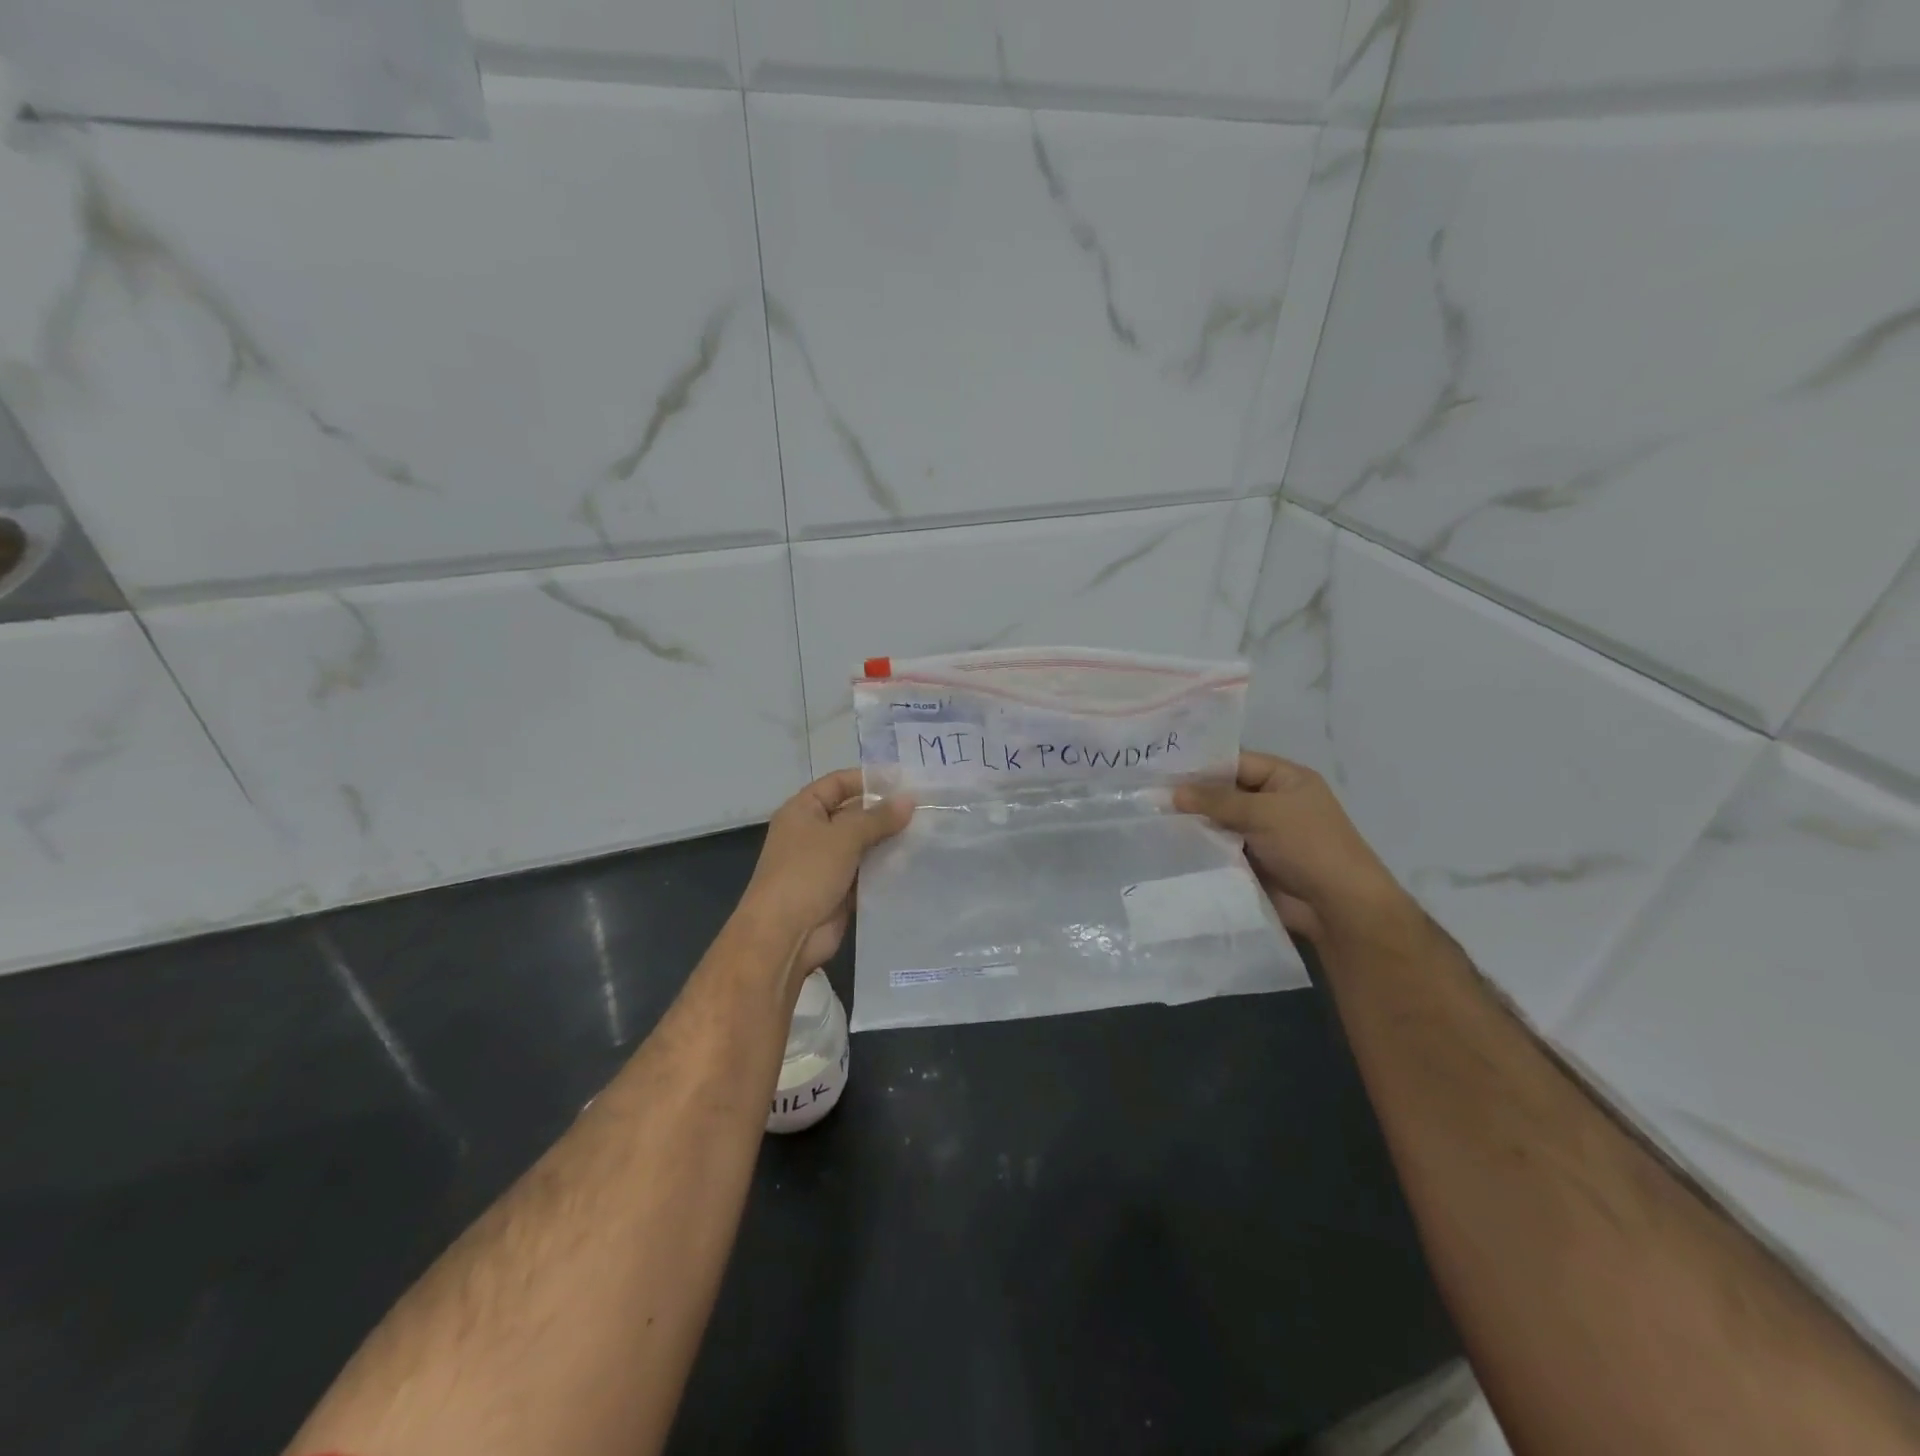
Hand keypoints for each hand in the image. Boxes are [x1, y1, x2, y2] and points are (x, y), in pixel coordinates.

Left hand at [736, 768, 913, 979]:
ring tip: (927, 834)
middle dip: (885, 812)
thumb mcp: (844, 837)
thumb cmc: (807, 873)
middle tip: (925, 809)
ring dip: (889, 841)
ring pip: (863, 845)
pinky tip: (914, 863)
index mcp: (803, 811)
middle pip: (853, 814)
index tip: (905, 781)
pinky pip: (866, 872)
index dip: (869, 779)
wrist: (783, 935)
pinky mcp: (839, 891)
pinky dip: (886, 868)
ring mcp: (825, 864)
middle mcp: (812, 833)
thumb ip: (878, 818)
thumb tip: (910, 799)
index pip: (838, 783)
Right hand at [1174, 752, 1413, 947]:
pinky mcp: (1252, 862)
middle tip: (1148, 793)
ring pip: (1220, 822)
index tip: (1162, 767)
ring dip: (1194, 823)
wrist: (1337, 906)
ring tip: (1150, 818)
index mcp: (1286, 779)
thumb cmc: (1307, 845)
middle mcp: (1274, 803)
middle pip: (1226, 792)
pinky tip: (1169, 845)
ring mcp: (1262, 834)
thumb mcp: (1263, 812)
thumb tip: (1172, 792)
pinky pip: (1221, 848)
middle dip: (1193, 795)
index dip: (1202, 764)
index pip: (1237, 762)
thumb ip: (1216, 800)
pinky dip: (1201, 847)